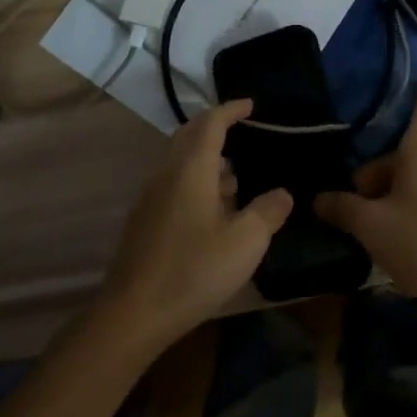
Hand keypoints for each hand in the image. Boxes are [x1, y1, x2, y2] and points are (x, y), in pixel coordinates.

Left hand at [96, 100, 292, 351]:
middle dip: (215, 128)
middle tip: (242, 130)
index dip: (231, 110)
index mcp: (191, 168)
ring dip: (207, 160)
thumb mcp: (245, 242)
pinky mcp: (145, 220)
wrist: (134, 313)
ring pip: (181, 162)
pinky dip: (197, 181)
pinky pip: (174, 184)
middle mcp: (168, 173)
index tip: (250, 104)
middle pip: (189, 136)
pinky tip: (215, 210)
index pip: (211, 123)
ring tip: (237, 175)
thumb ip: (268, 212)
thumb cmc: (194, 270)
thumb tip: (283, 193)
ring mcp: (152, 197)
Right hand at [315, 86, 416, 313]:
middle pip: (406, 147)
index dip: (409, 91)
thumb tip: (318, 199)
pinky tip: (397, 236)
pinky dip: (411, 204)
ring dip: (392, 191)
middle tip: (355, 201)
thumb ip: (342, 207)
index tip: (387, 94)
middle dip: (378, 170)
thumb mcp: (371, 225)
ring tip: (372, 225)